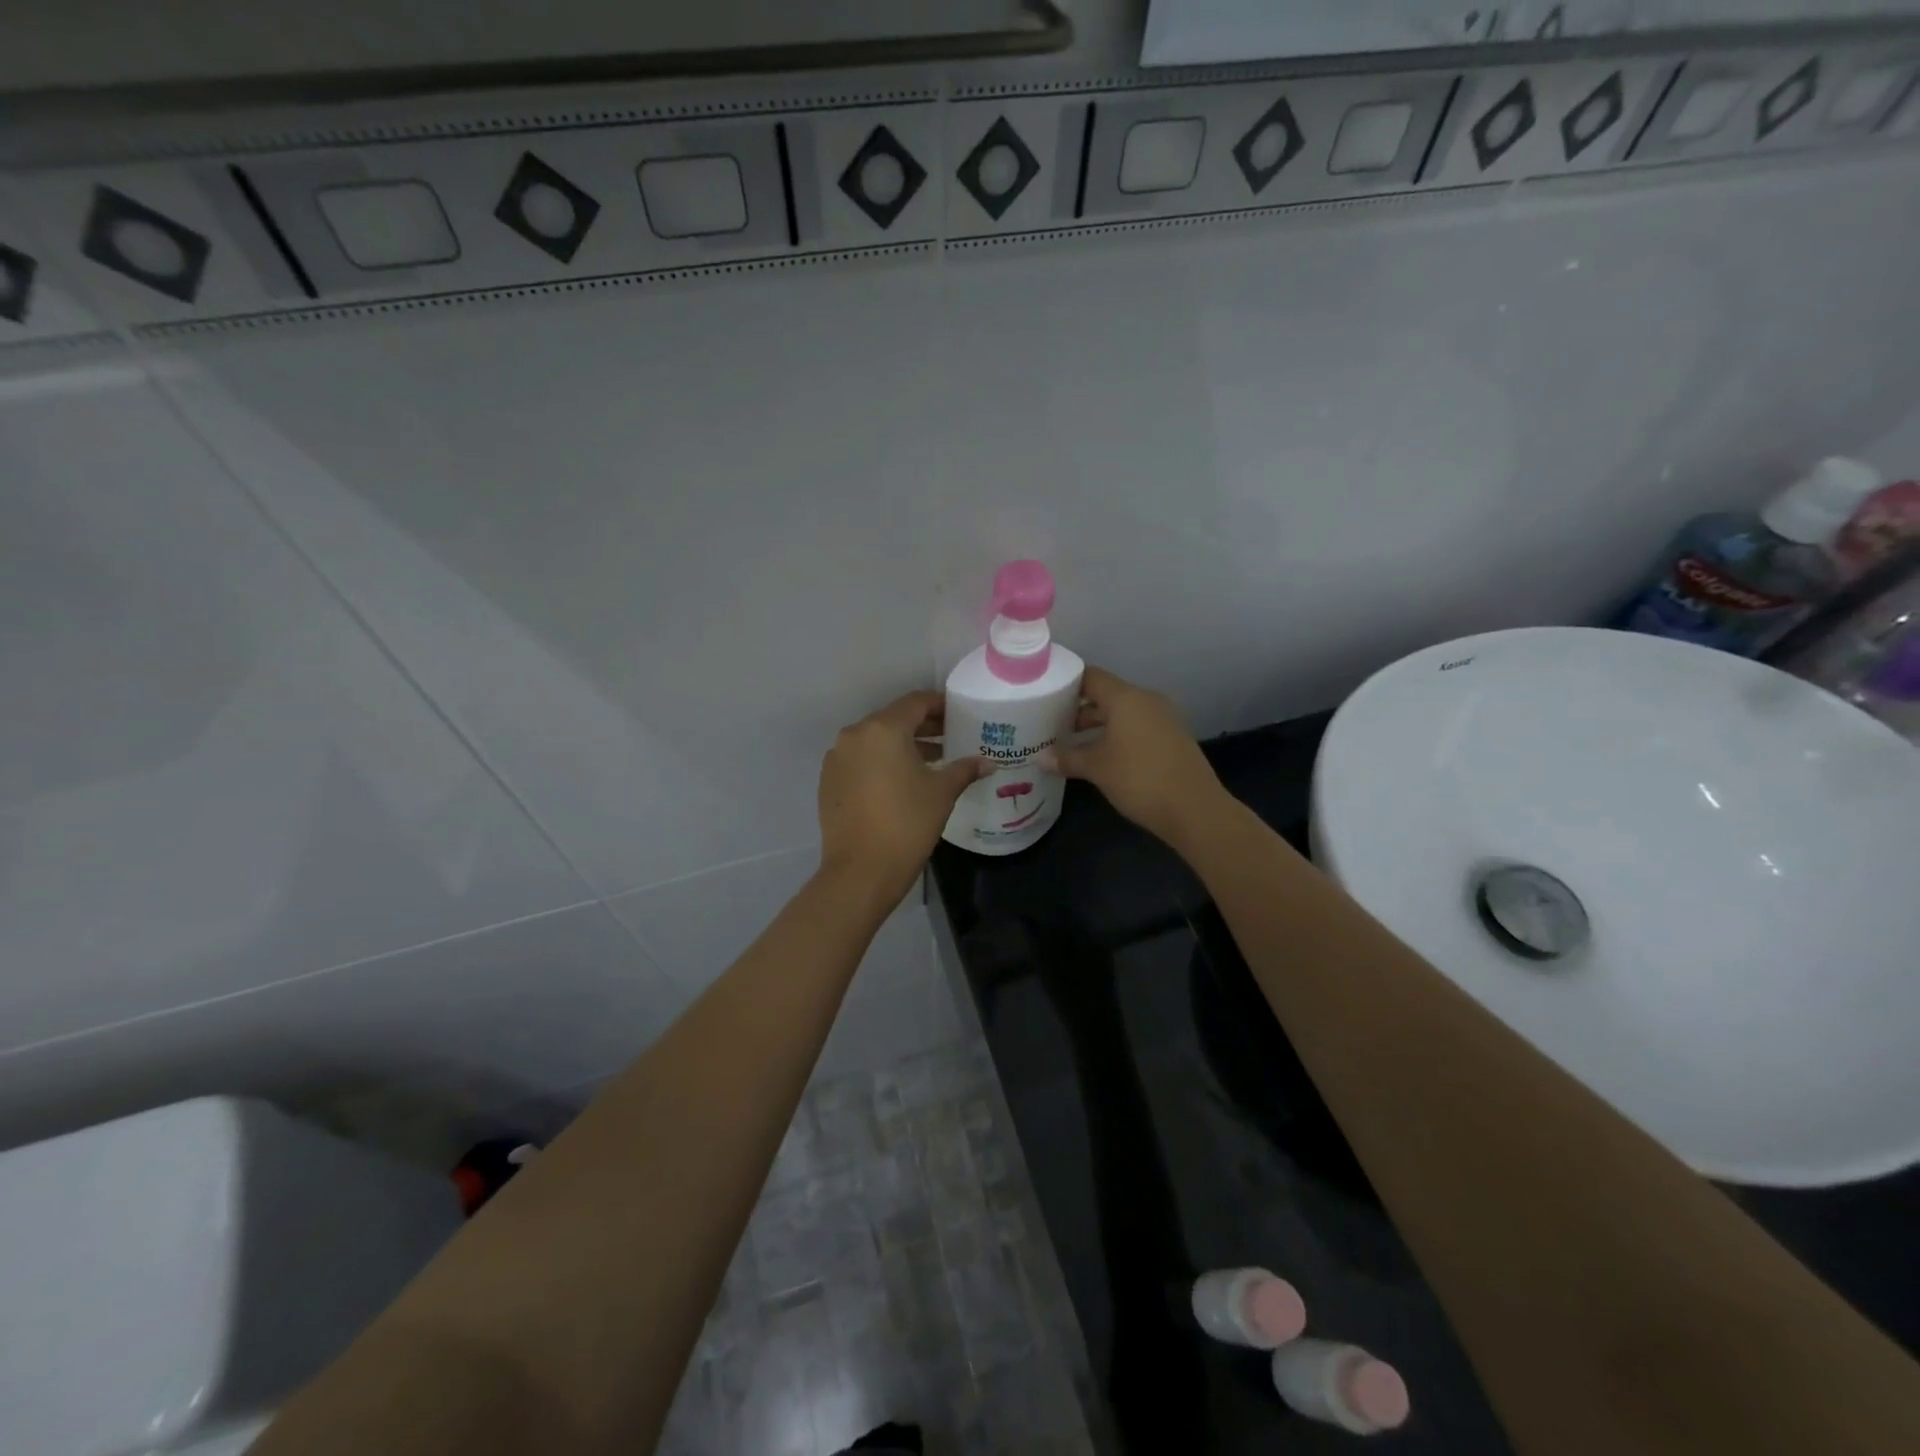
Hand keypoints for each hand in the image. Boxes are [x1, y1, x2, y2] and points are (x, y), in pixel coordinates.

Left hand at [817, 690, 987, 912]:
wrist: (860, 871)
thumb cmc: (907, 824)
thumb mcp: (942, 793)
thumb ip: (964, 769)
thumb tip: (986, 763)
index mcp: (883, 729)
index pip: (916, 702)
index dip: (940, 705)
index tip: (959, 714)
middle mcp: (855, 735)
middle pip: (894, 719)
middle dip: (922, 726)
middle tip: (950, 737)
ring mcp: (837, 758)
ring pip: (875, 740)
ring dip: (901, 745)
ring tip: (931, 761)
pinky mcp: (828, 781)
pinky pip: (860, 760)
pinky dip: (881, 762)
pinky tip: (900, 781)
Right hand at [1051, 666, 1227, 847]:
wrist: (1194, 808)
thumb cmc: (1139, 779)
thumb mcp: (1097, 768)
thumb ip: (1067, 758)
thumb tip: (1041, 758)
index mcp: (1126, 698)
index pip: (1091, 677)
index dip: (1068, 684)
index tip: (1047, 697)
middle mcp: (1146, 700)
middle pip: (1107, 695)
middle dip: (1080, 710)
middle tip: (1054, 725)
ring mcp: (1164, 718)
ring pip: (1124, 713)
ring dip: (1100, 726)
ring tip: (1073, 744)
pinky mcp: (1173, 737)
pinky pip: (1138, 727)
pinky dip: (1119, 735)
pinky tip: (1104, 757)